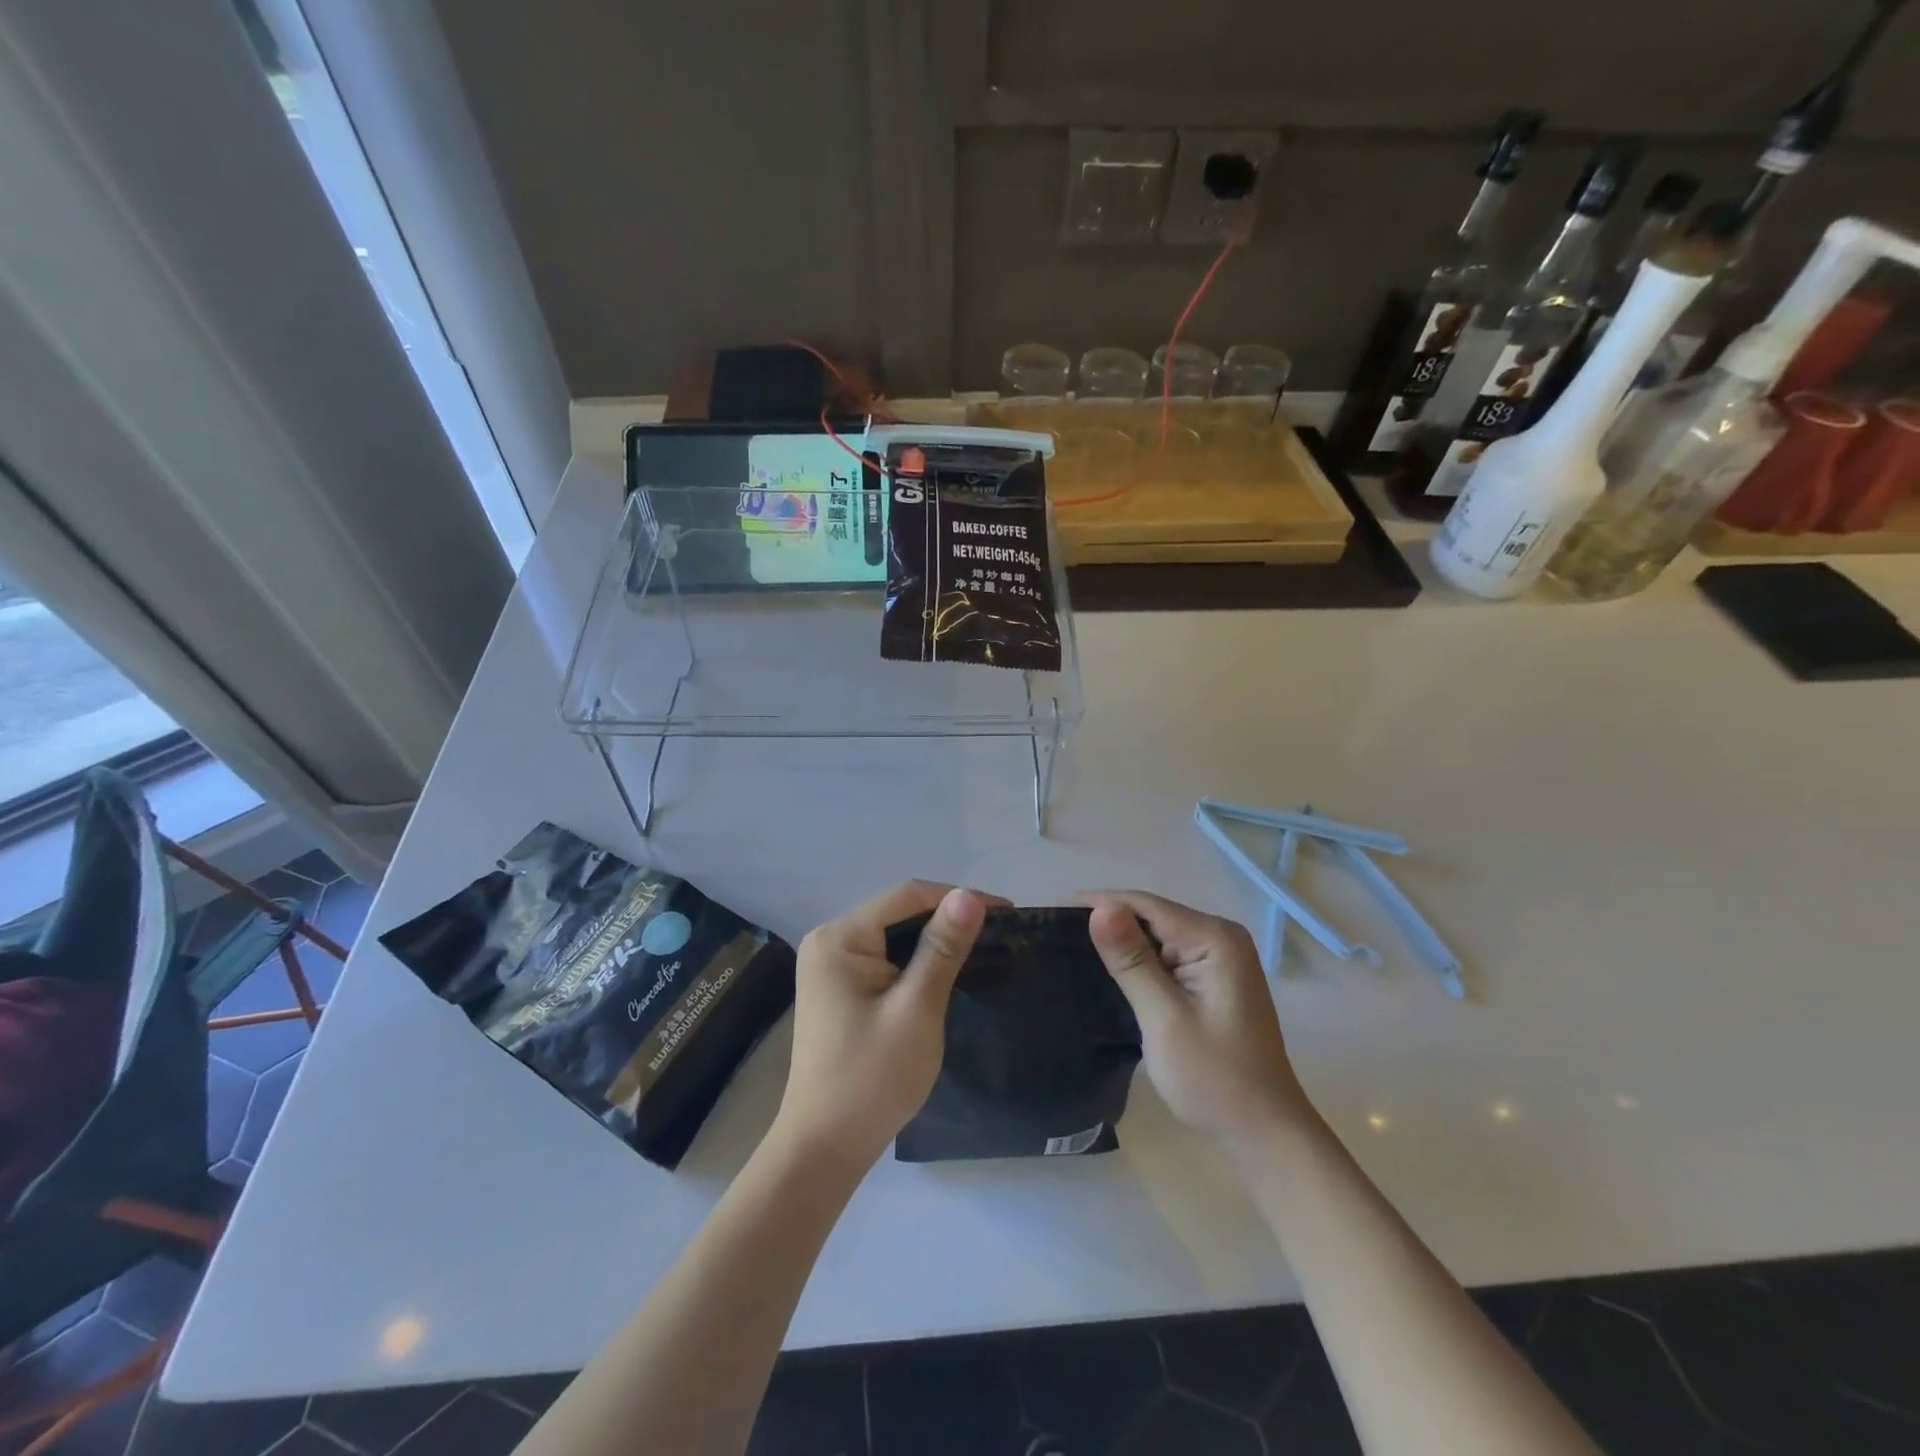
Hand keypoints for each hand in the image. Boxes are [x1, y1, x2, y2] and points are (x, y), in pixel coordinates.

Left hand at [772, 881, 987, 1172]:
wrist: (825, 1147)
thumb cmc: (872, 1078)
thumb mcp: (916, 1009)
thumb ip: (942, 948)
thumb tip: (968, 896)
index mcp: (840, 937)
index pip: (908, 896)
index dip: (958, 898)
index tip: (1007, 912)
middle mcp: (830, 940)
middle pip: (899, 912)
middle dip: (948, 918)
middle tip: (1001, 933)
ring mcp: (831, 965)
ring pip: (894, 936)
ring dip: (935, 940)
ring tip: (983, 948)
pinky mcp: (840, 988)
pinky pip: (885, 958)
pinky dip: (917, 961)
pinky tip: (946, 970)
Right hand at [1079, 891, 1310, 1150]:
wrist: (1263, 1133)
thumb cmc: (1214, 1078)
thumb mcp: (1164, 1017)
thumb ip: (1132, 960)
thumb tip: (1100, 907)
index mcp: (1214, 938)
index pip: (1146, 904)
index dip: (1098, 903)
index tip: (1051, 912)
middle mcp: (1220, 937)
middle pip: (1151, 915)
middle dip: (1107, 920)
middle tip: (1054, 933)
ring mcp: (1219, 958)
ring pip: (1157, 934)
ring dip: (1120, 941)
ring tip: (1070, 947)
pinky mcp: (1212, 978)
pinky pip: (1166, 955)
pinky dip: (1138, 960)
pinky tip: (1109, 969)